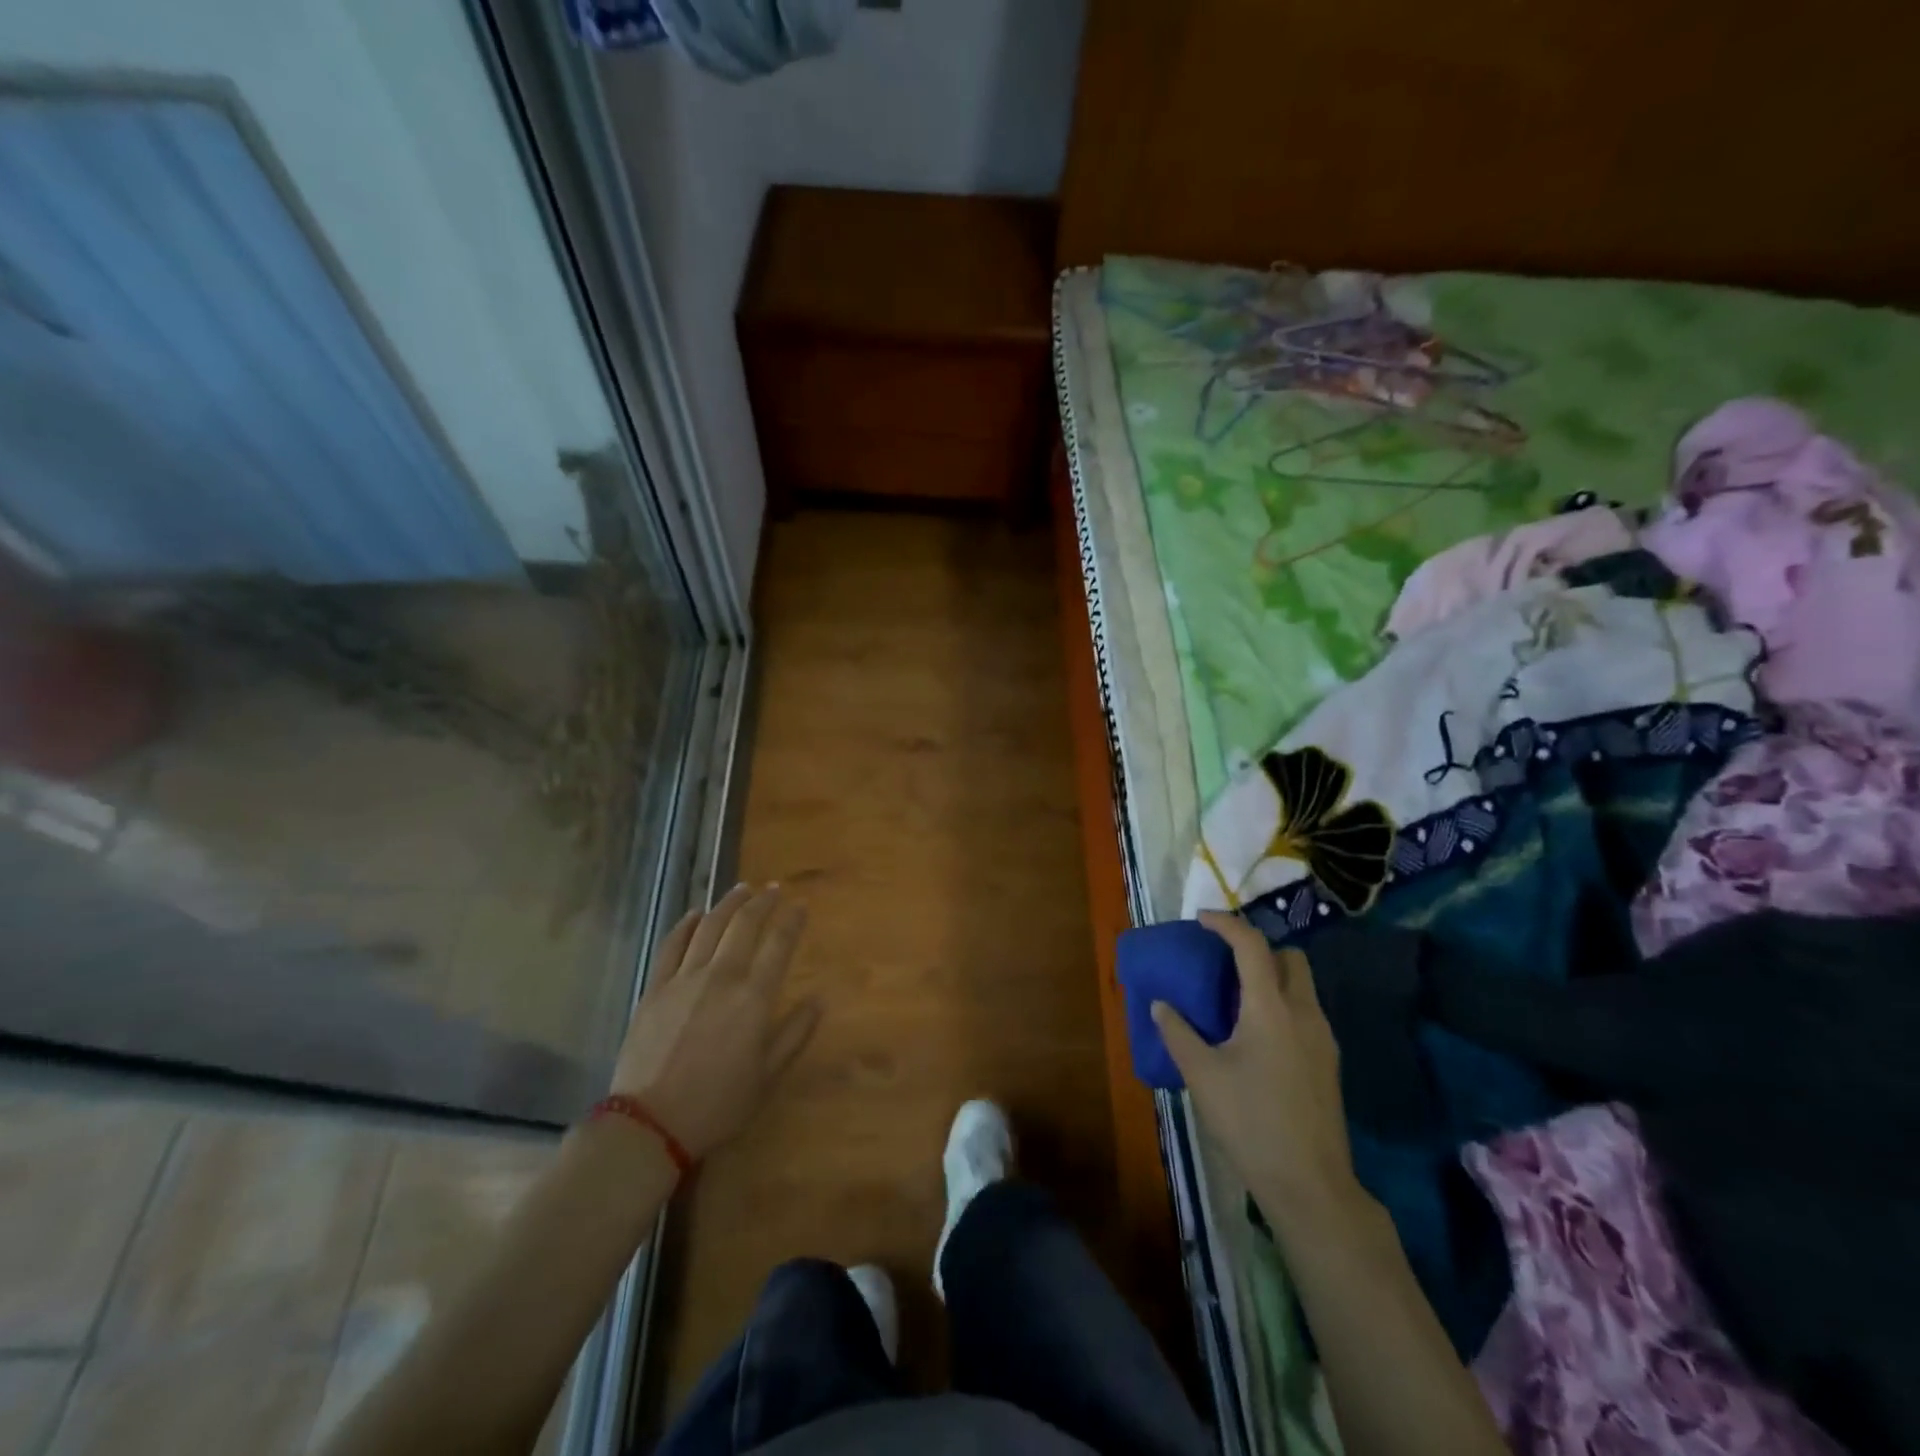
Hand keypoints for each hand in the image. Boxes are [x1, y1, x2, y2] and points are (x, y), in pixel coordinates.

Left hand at [609, 883, 820, 1160]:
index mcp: (753, 998)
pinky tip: (694, 914)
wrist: (650, 1124)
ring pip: (709, 927)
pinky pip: (671, 945)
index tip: (800, 905)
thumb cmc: (718, 1105)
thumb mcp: (768, 1077)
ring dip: (728, 904)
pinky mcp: (655, 989)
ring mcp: (683, 980)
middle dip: (762, 902)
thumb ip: (796, 1033)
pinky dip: (685, 925)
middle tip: (774, 889)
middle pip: (744, 926)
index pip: (779, 945)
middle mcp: (721, 978)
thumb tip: (819, 998)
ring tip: (742, 890)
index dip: (792, 920)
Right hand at [1153, 911, 1360, 1228]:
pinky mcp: (1328, 1063)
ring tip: (1236, 999)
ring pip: (1302, 986)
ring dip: (1272, 977)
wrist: (1310, 1185)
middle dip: (1259, 948)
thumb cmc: (1250, 1122)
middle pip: (1290, 957)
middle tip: (1225, 962)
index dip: (1226, 924)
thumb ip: (1178, 1033)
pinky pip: (1305, 1012)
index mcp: (1271, 1008)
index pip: (1252, 945)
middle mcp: (1304, 1013)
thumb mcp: (1202, 1075)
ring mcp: (1323, 1038)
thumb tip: (1161, 1005)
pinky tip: (1257, 1036)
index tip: (1202, 919)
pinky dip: (1282, 1004)